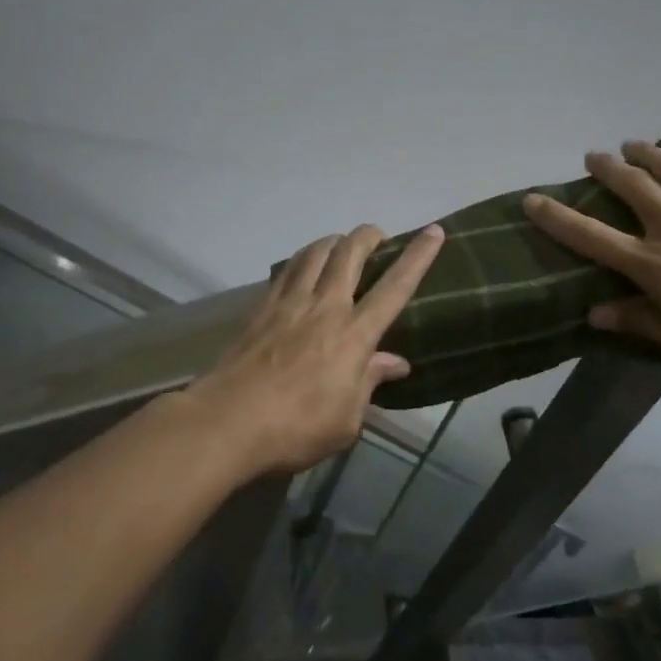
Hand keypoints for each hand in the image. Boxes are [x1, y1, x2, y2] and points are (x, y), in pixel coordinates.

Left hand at [181, 223, 445, 474]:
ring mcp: (289, 304)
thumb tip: (394, 362)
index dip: (417, 257)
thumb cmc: (295, 429)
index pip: (394, 288)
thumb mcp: (346, 421)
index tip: (433, 231)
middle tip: (377, 235)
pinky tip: (302, 267)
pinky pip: (287, 271)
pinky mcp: (261, 309)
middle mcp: (324, 308)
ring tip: (340, 244)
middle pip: (349, 254)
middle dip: (368, 236)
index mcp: (353, 335)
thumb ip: (370, 383)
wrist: (227, 422)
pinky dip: (302, 260)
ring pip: (315, 254)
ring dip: (333, 241)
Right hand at [523, 126, 660, 391]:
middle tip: (595, 158)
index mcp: (657, 265)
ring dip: (646, 152)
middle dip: (607, 168)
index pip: (592, 237)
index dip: (556, 217)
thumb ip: (640, 323)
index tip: (532, 200)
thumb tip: (593, 312)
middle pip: (631, 186)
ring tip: (632, 144)